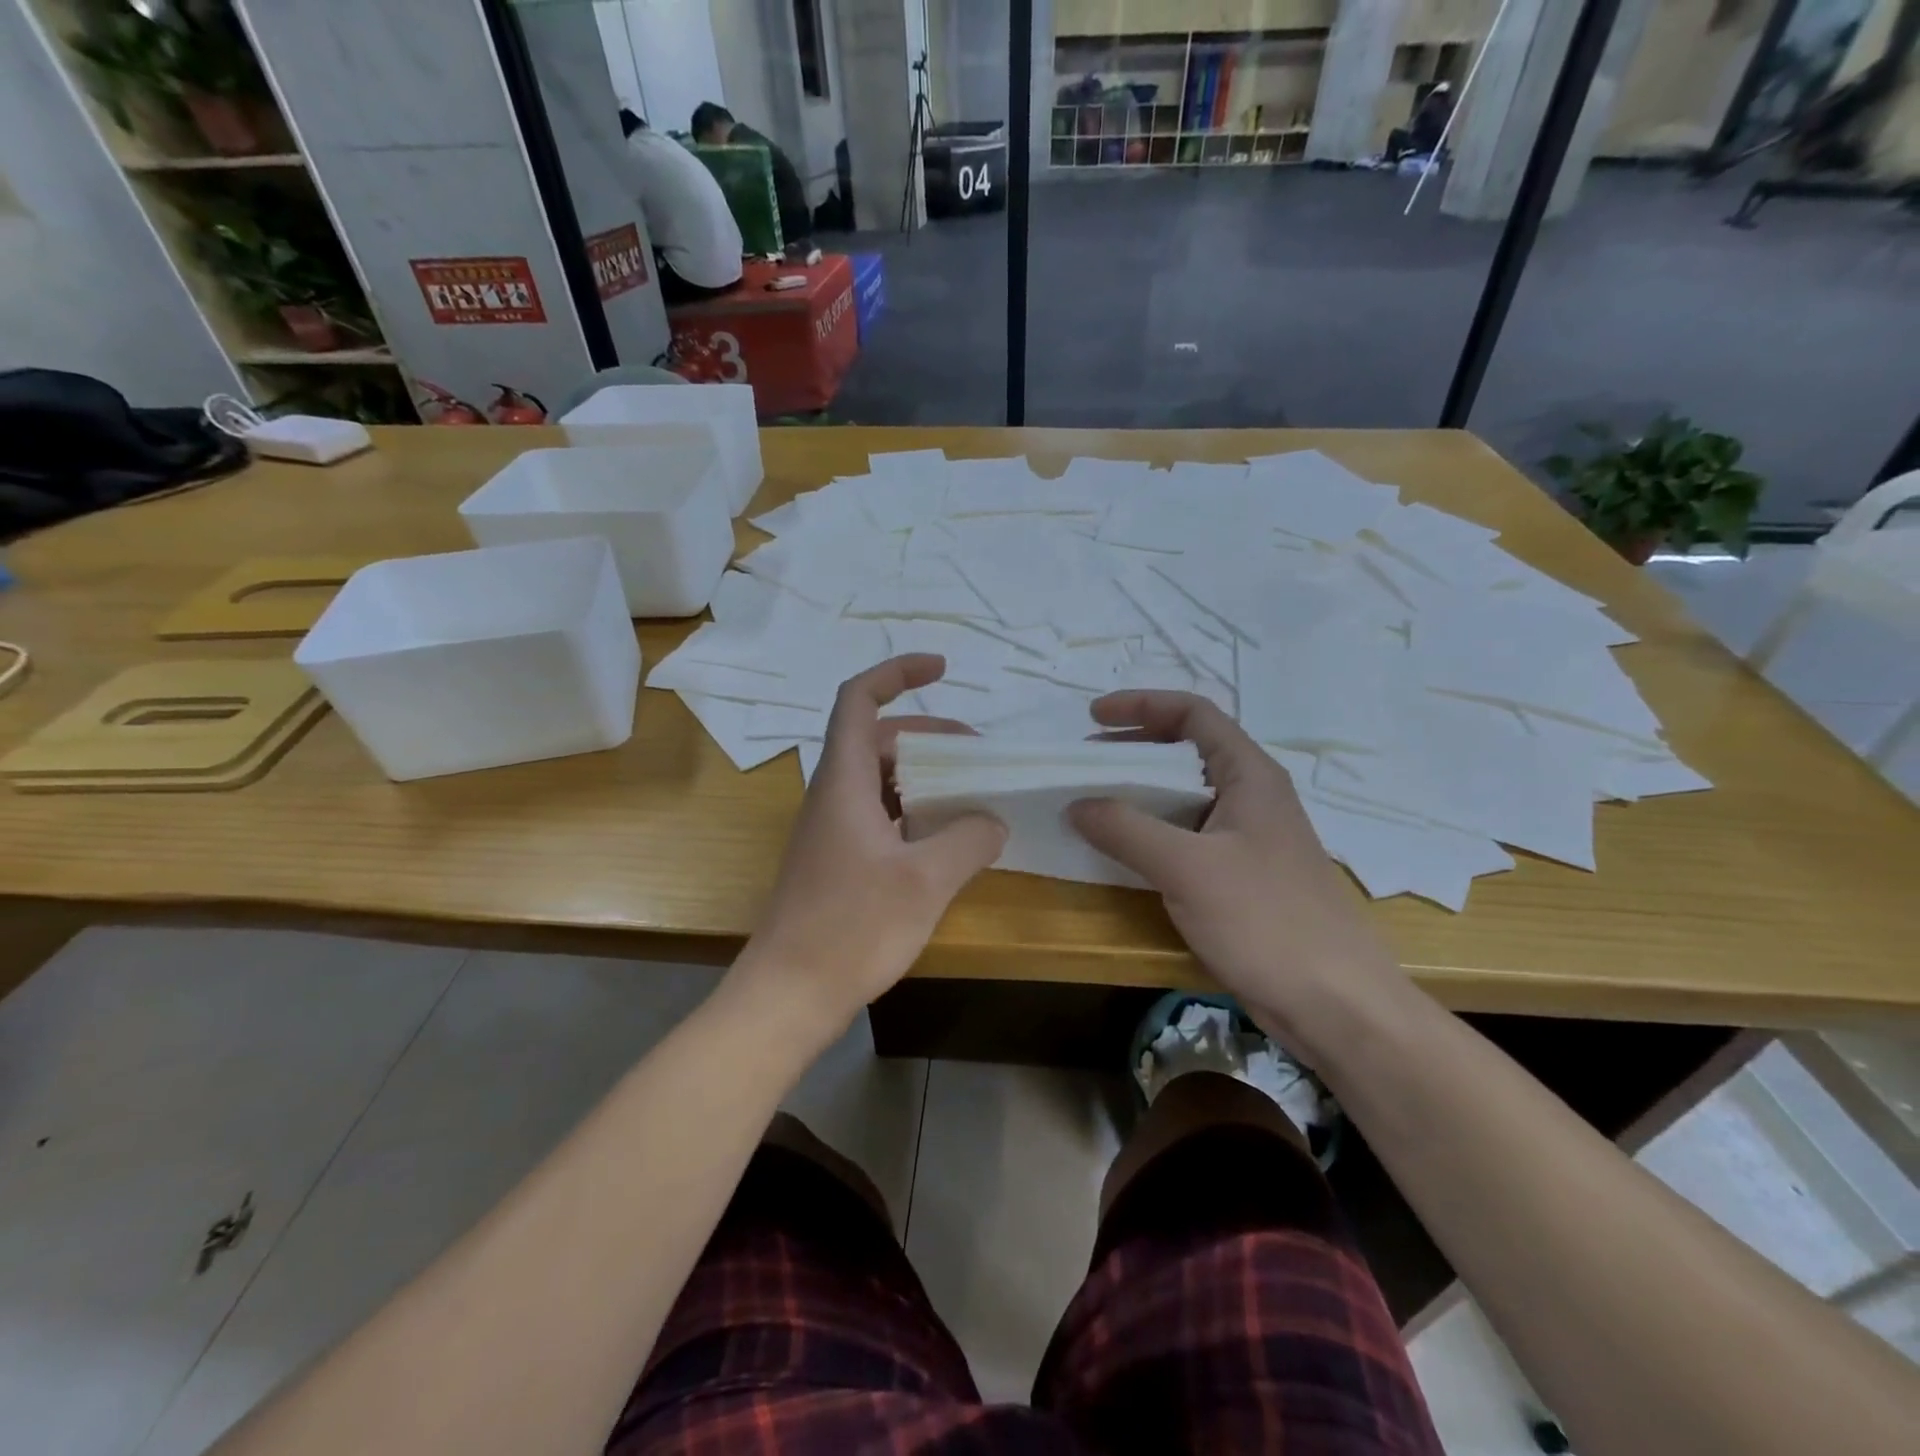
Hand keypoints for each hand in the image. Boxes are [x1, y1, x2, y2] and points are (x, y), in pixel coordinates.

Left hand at [736, 655, 1006, 1034]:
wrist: (789, 994)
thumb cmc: (851, 928)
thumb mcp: (925, 881)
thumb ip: (968, 840)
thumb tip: (992, 821)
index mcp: (843, 782)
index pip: (859, 700)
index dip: (897, 672)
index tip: (941, 669)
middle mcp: (832, 796)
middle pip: (878, 739)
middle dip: (929, 736)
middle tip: (977, 755)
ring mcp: (831, 830)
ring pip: (880, 780)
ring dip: (923, 777)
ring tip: (970, 795)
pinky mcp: (836, 861)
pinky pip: (879, 815)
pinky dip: (913, 812)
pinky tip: (944, 840)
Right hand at [1068, 691, 1409, 1054]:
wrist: (1337, 1004)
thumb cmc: (1267, 921)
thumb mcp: (1188, 868)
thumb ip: (1127, 830)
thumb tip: (1076, 803)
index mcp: (1250, 776)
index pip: (1193, 714)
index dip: (1142, 705)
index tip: (1094, 716)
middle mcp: (1252, 797)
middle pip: (1188, 751)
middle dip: (1134, 747)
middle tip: (1086, 759)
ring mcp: (1248, 839)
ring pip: (1185, 797)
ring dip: (1139, 792)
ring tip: (1094, 802)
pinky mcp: (1242, 877)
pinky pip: (1187, 837)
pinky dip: (1151, 832)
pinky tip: (1123, 852)